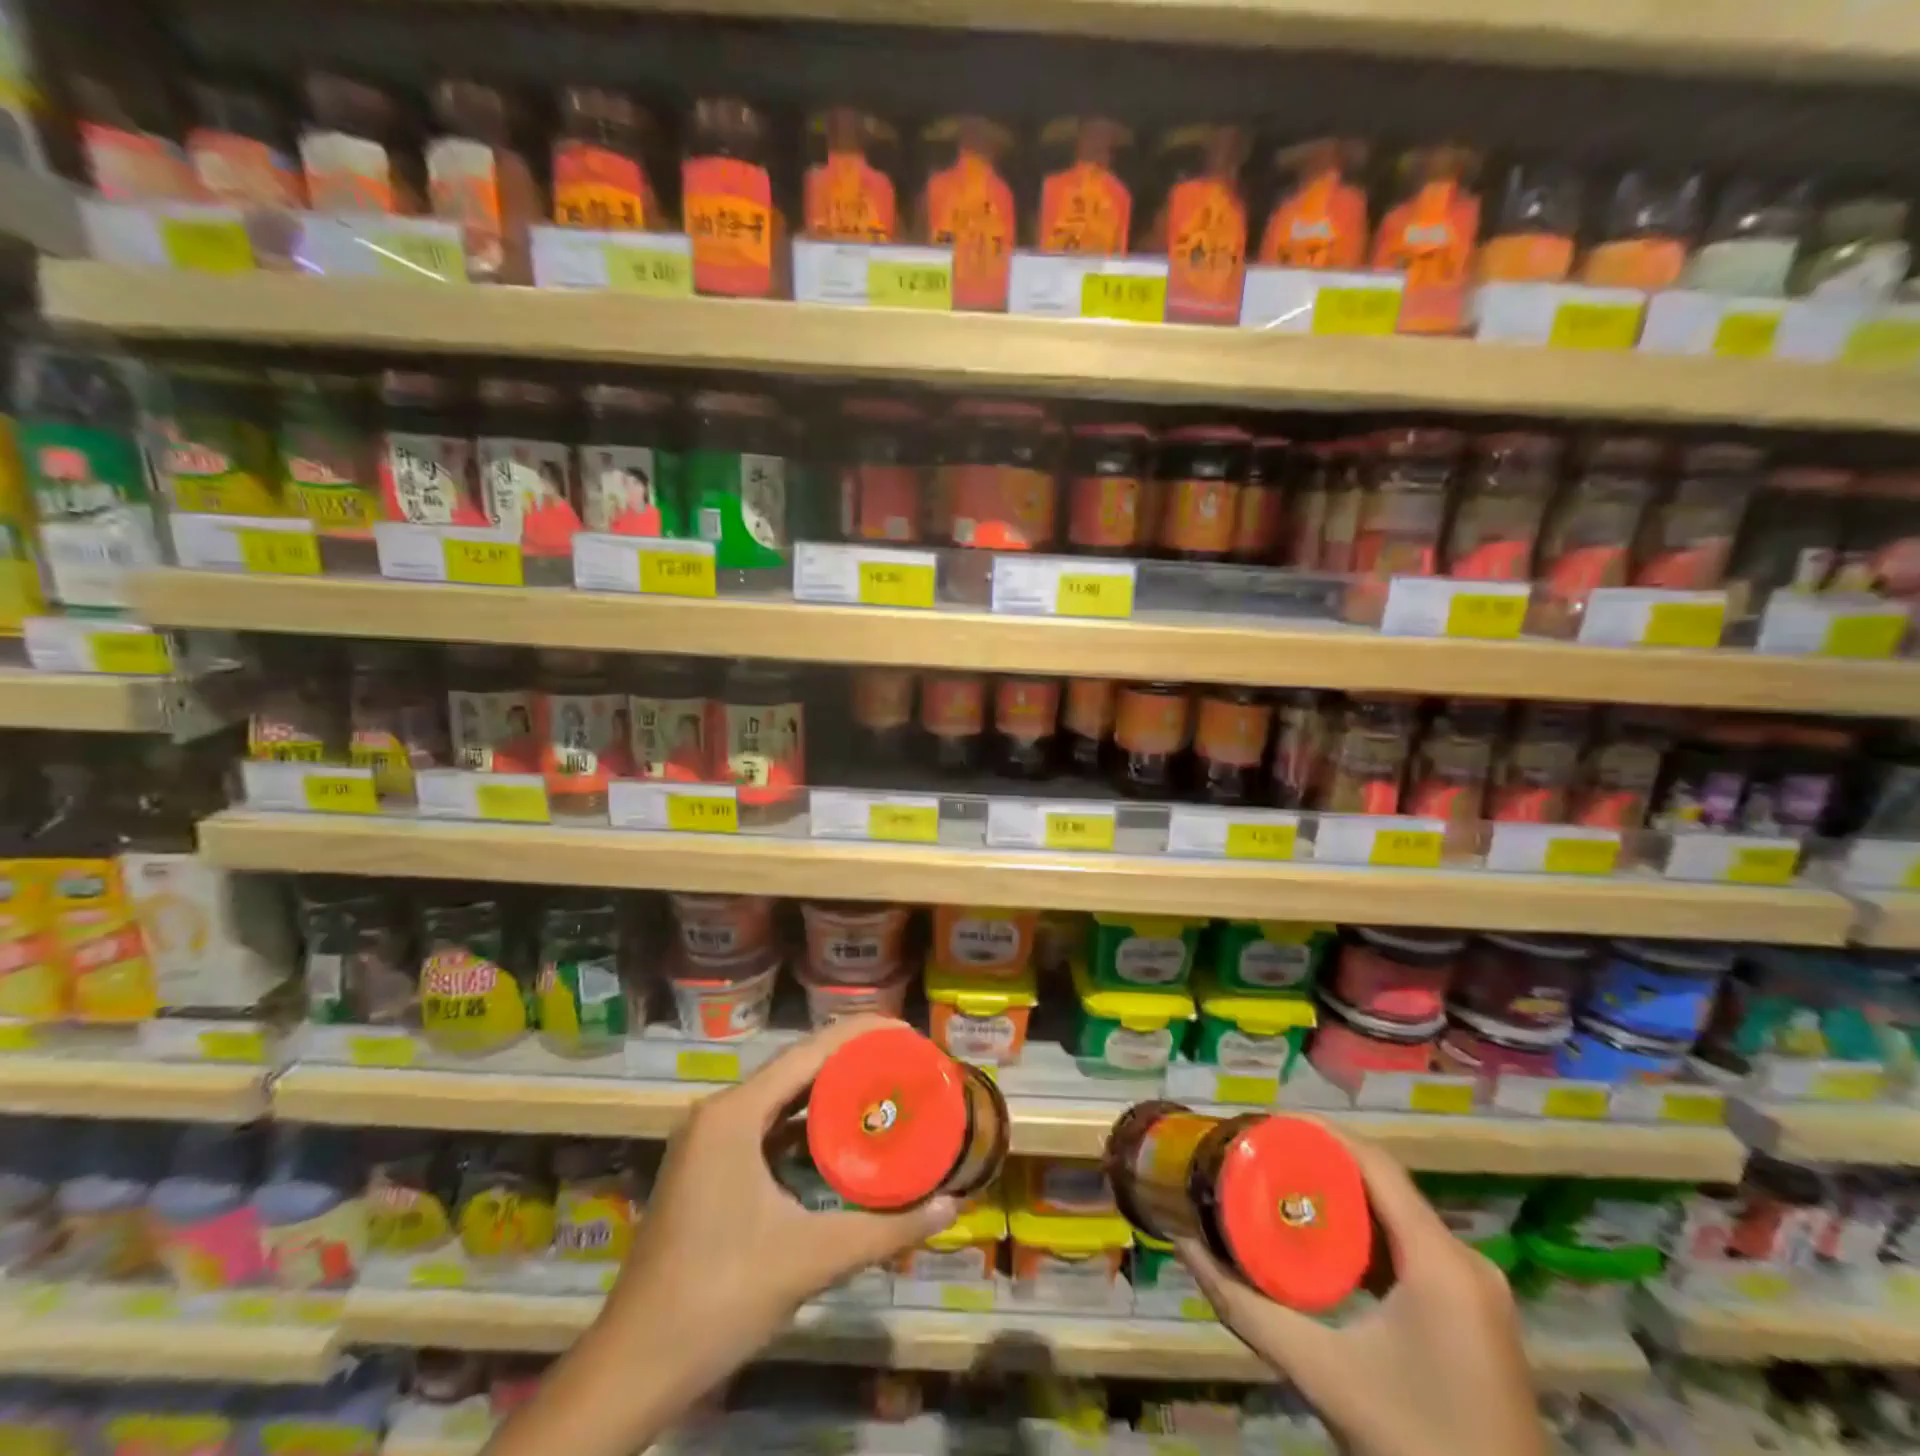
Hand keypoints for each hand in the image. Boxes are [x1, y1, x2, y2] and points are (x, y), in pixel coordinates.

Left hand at [485, 1016, 953, 1455]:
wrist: (632, 1369)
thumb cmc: (718, 1299)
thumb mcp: (809, 1259)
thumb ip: (884, 1231)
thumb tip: (949, 1205)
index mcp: (736, 1113)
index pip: (811, 1050)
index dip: (864, 1034)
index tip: (912, 1035)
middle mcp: (720, 1112)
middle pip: (798, 1067)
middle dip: (854, 1060)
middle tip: (907, 1063)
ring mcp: (710, 1140)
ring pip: (782, 1097)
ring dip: (831, 1092)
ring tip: (885, 1089)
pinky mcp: (709, 1167)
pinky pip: (768, 1126)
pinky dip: (807, 1125)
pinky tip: (842, 1138)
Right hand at [1175, 1128, 1543, 1455]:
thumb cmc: (1414, 1449)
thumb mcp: (1321, 1375)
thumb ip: (1247, 1309)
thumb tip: (1185, 1245)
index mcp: (1441, 1263)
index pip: (1375, 1164)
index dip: (1317, 1133)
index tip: (1262, 1122)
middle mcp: (1466, 1262)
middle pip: (1383, 1184)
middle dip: (1319, 1162)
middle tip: (1259, 1154)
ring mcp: (1476, 1290)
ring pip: (1397, 1216)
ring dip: (1341, 1198)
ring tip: (1279, 1186)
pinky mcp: (1473, 1315)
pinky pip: (1411, 1248)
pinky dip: (1364, 1234)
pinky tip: (1323, 1243)